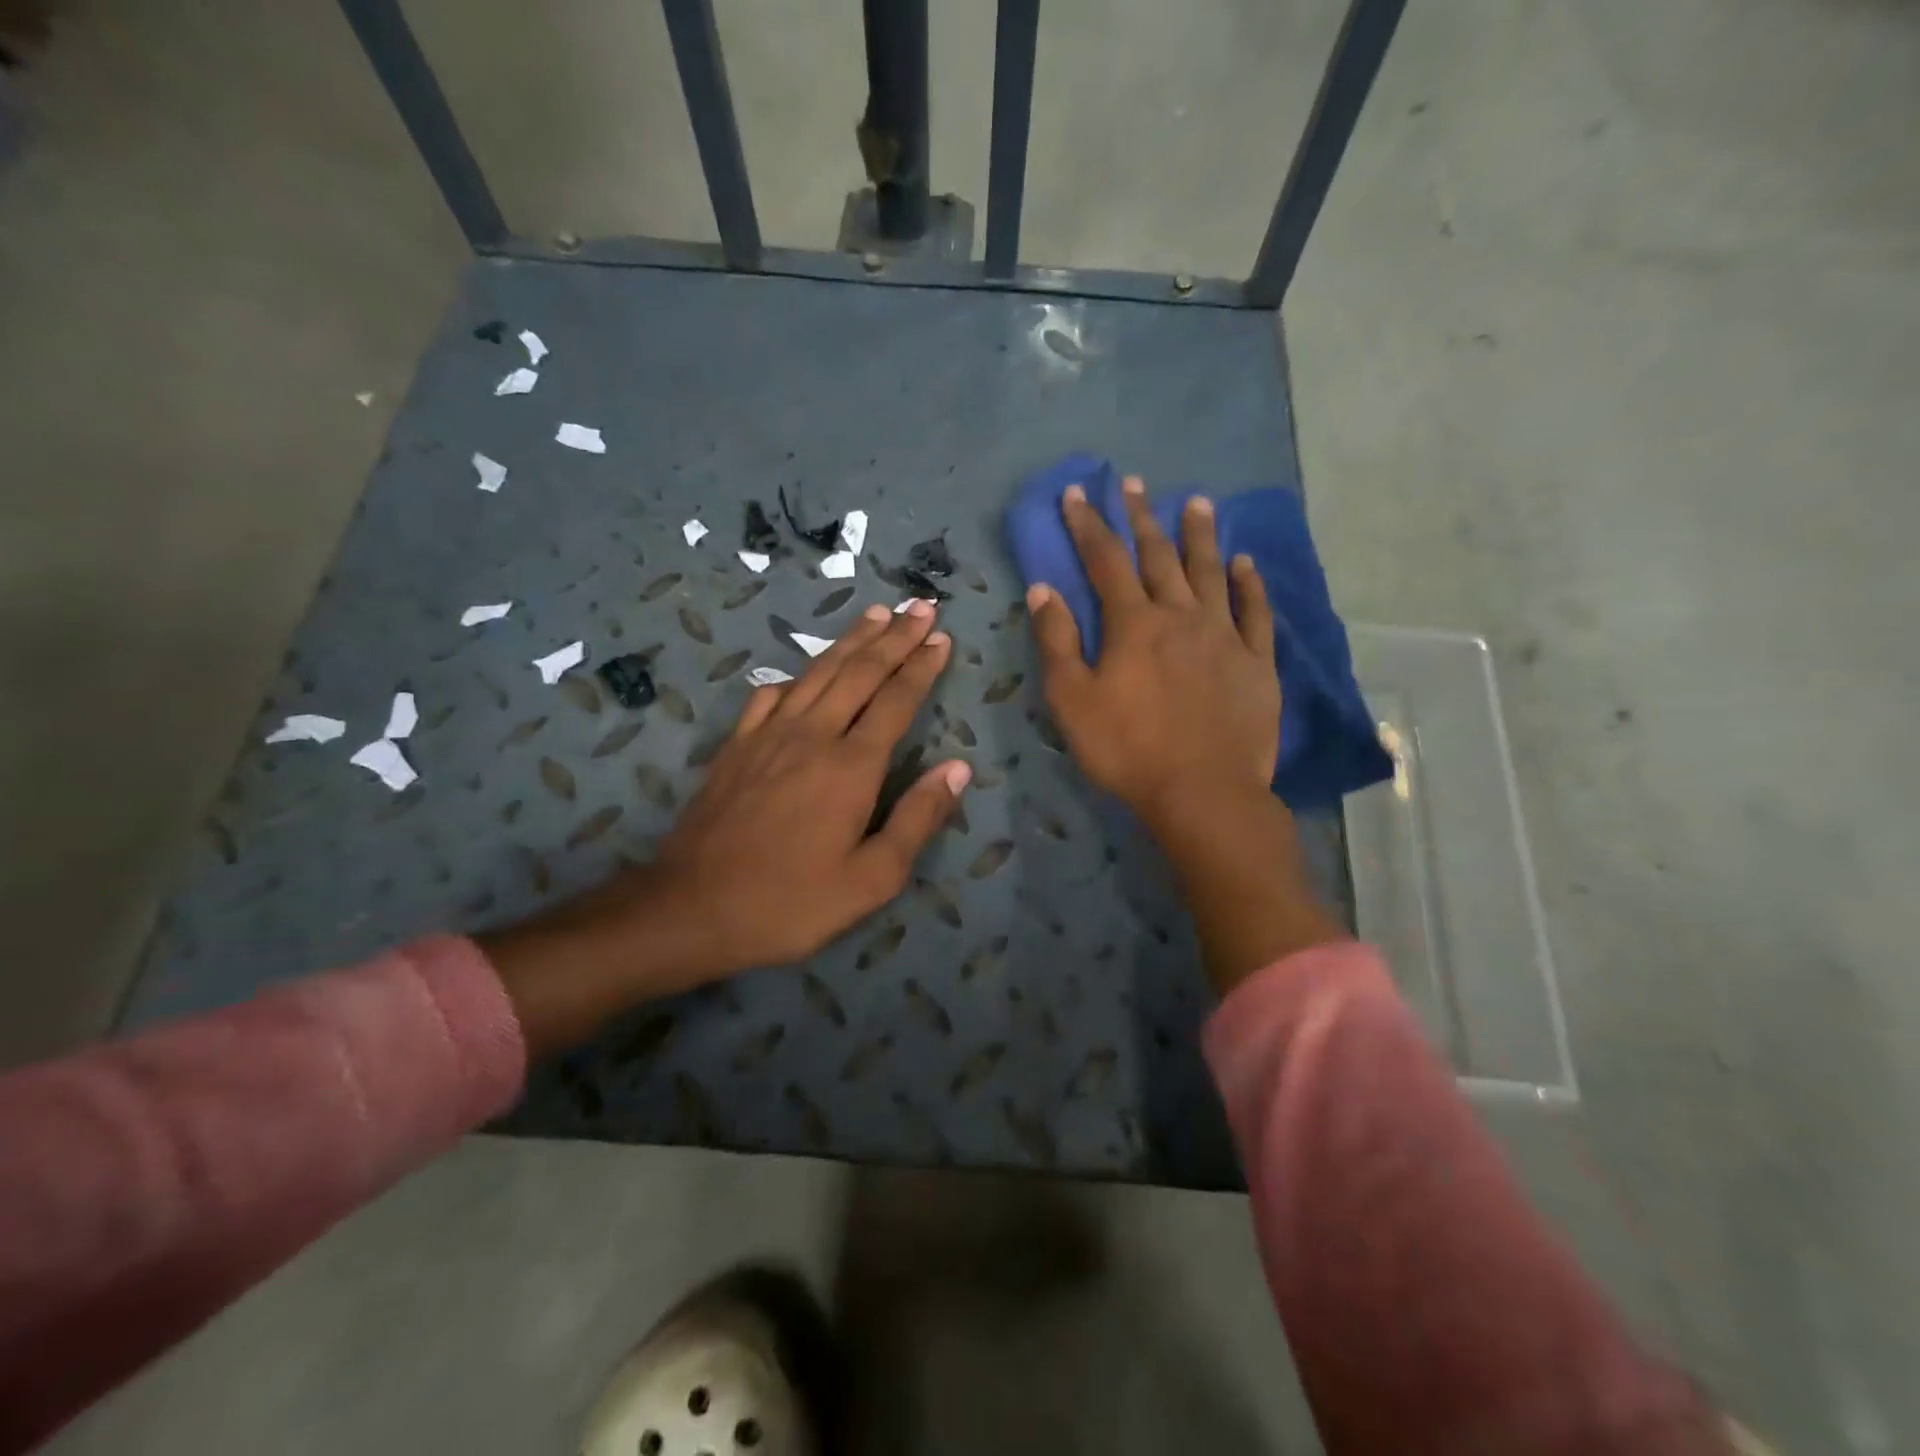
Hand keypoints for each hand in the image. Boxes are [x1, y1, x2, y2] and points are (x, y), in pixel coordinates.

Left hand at [649, 600, 969, 969]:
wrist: (693, 907)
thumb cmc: (791, 901)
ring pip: (818, 673)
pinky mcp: (737, 746)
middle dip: (894, 637)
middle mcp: (813, 735)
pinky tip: (801, 672)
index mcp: (851, 766)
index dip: (921, 667)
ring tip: (875, 614)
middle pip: (860, 673)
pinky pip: (771, 696)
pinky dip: (795, 675)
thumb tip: (957, 769)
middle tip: (920, 607)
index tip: (941, 637)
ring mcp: (768, 736)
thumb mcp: (871, 879)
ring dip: (850, 641)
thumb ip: (917, 819)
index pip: (896, 701)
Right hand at [1027, 475, 1279, 826]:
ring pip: (1211, 573)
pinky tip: (1245, 563)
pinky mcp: (1257, 662)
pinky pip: (1255, 612)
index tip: (1078, 492)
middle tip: (1135, 484)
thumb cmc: (1127, 749)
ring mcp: (1224, 636)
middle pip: (1159, 556)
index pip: (1105, 561)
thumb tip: (1043, 588)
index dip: (1089, 524)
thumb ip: (1057, 641)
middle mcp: (1180, 616)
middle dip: (1142, 518)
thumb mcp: (1072, 700)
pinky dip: (1249, 584)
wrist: (1202, 792)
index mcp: (1133, 624)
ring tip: (1197, 502)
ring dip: (1201, 535)